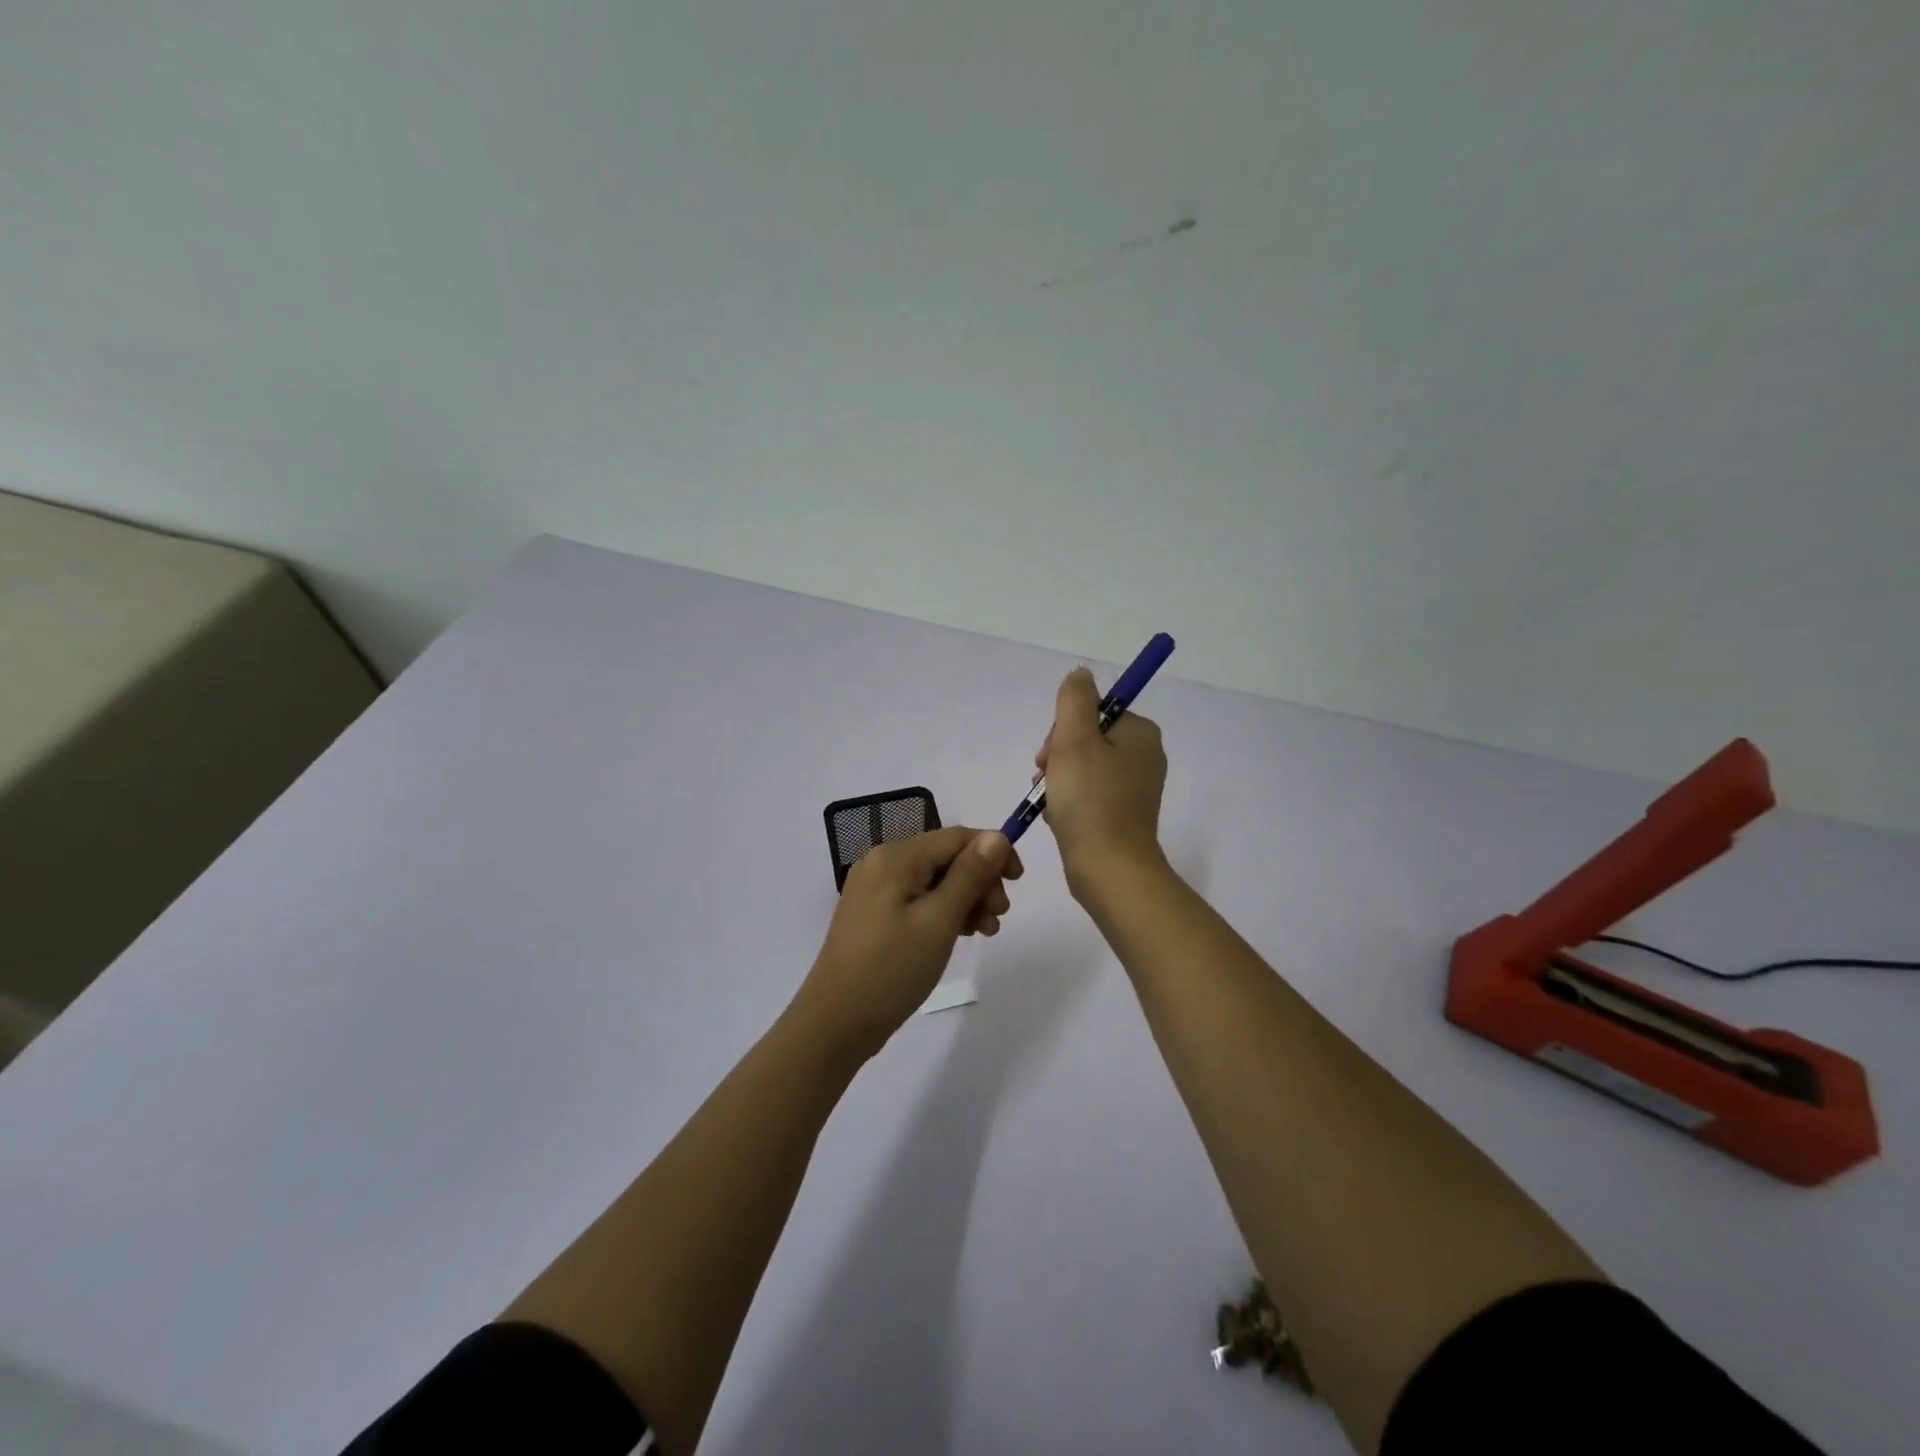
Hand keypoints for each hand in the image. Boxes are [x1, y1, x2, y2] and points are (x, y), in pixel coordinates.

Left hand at [792, 827, 1021, 1063]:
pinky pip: (918, 900)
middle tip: (998, 917)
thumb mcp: (939, 920)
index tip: (1018, 882)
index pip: (956, 837)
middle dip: (980, 881)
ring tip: (985, 932)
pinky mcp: (873, 914)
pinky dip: (944, 912)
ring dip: (966, 899)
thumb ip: (970, 875)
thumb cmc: (892, 969)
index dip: (993, 852)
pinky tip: (961, 934)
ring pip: (935, 881)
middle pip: (946, 857)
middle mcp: (882, 863)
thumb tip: (997, 835)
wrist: (835, 1023)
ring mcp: (875, 889)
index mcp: (896, 856)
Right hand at [1035, 666, 1167, 896]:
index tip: (1049, 755)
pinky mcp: (1124, 815)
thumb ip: (1074, 699)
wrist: (1109, 869)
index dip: (1063, 729)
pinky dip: (1069, 802)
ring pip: (1083, 768)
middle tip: (1046, 781)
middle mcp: (1145, 756)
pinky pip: (1088, 795)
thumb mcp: (1074, 738)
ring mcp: (1135, 788)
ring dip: (1058, 780)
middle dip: (1058, 757)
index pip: (1093, 712)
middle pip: (1086, 739)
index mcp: (1140, 733)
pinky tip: (1058, 817)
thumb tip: (1081, 673)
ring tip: (1050, 803)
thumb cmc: (1090, 800)